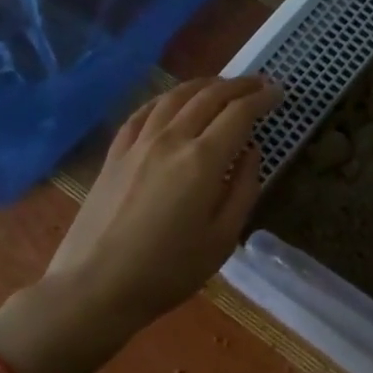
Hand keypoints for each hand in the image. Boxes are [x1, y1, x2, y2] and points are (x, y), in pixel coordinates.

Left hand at [45, 75, 281, 327]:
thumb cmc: (167, 271)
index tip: (279, 93)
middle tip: (259, 83)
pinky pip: (144, 112)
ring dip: (204, 84)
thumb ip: (243, 189)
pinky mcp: (115, 153)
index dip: (262, 98)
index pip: (239, 113)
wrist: (93, 289)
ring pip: (175, 96)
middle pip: (209, 96)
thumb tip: (252, 152)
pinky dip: (166, 99)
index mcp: (203, 160)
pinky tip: (173, 101)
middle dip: (239, 85)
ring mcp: (138, 143)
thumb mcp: (222, 239)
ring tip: (222, 85)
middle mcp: (171, 139)